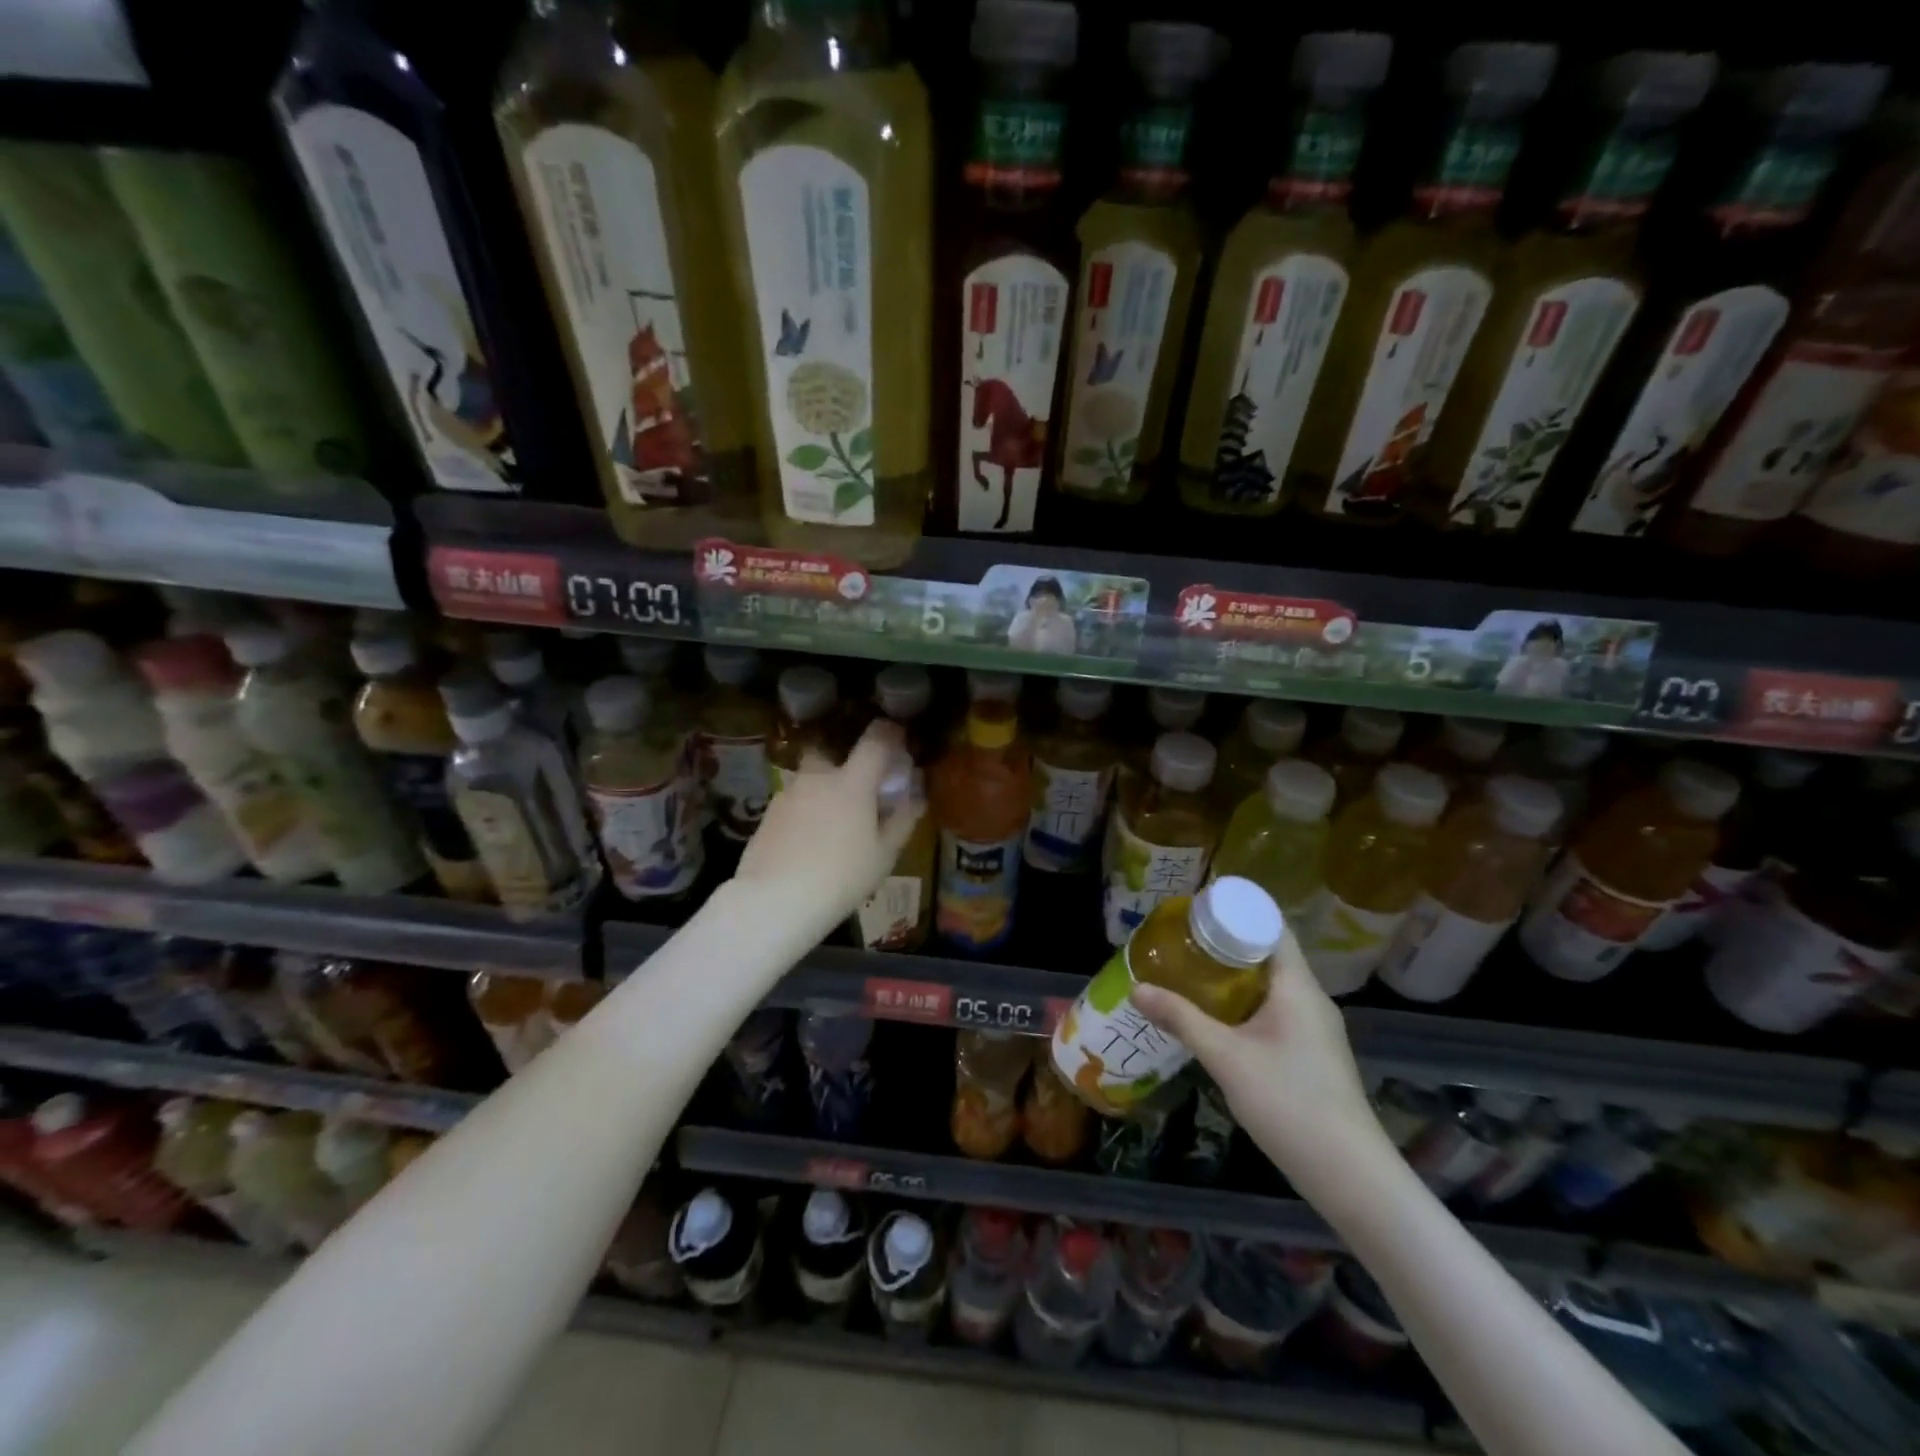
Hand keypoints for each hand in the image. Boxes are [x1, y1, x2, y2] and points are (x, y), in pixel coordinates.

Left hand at [734, 721, 923, 925]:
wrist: (774, 900)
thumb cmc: (841, 877)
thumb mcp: (883, 855)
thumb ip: (901, 821)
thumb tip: (915, 798)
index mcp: (852, 782)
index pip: (875, 740)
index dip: (890, 733)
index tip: (899, 737)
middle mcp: (818, 778)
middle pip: (830, 752)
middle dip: (843, 761)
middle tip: (857, 788)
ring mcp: (788, 794)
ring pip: (810, 780)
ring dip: (823, 791)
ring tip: (832, 824)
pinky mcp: (767, 814)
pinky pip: (794, 802)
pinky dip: (804, 812)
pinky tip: (807, 841)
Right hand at [1132, 930, 1393, 1199]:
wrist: (1350, 1176)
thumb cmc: (1290, 1103)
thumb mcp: (1227, 1058)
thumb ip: (1182, 1020)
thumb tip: (1136, 988)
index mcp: (1298, 987)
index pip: (1272, 927)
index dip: (1236, 911)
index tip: (1196, 909)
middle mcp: (1310, 999)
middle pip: (1268, 954)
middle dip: (1225, 944)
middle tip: (1182, 940)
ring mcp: (1314, 1029)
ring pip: (1270, 985)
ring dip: (1233, 976)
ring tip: (1190, 972)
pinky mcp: (1311, 1054)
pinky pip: (1274, 1010)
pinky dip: (1244, 1003)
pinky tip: (1215, 1018)